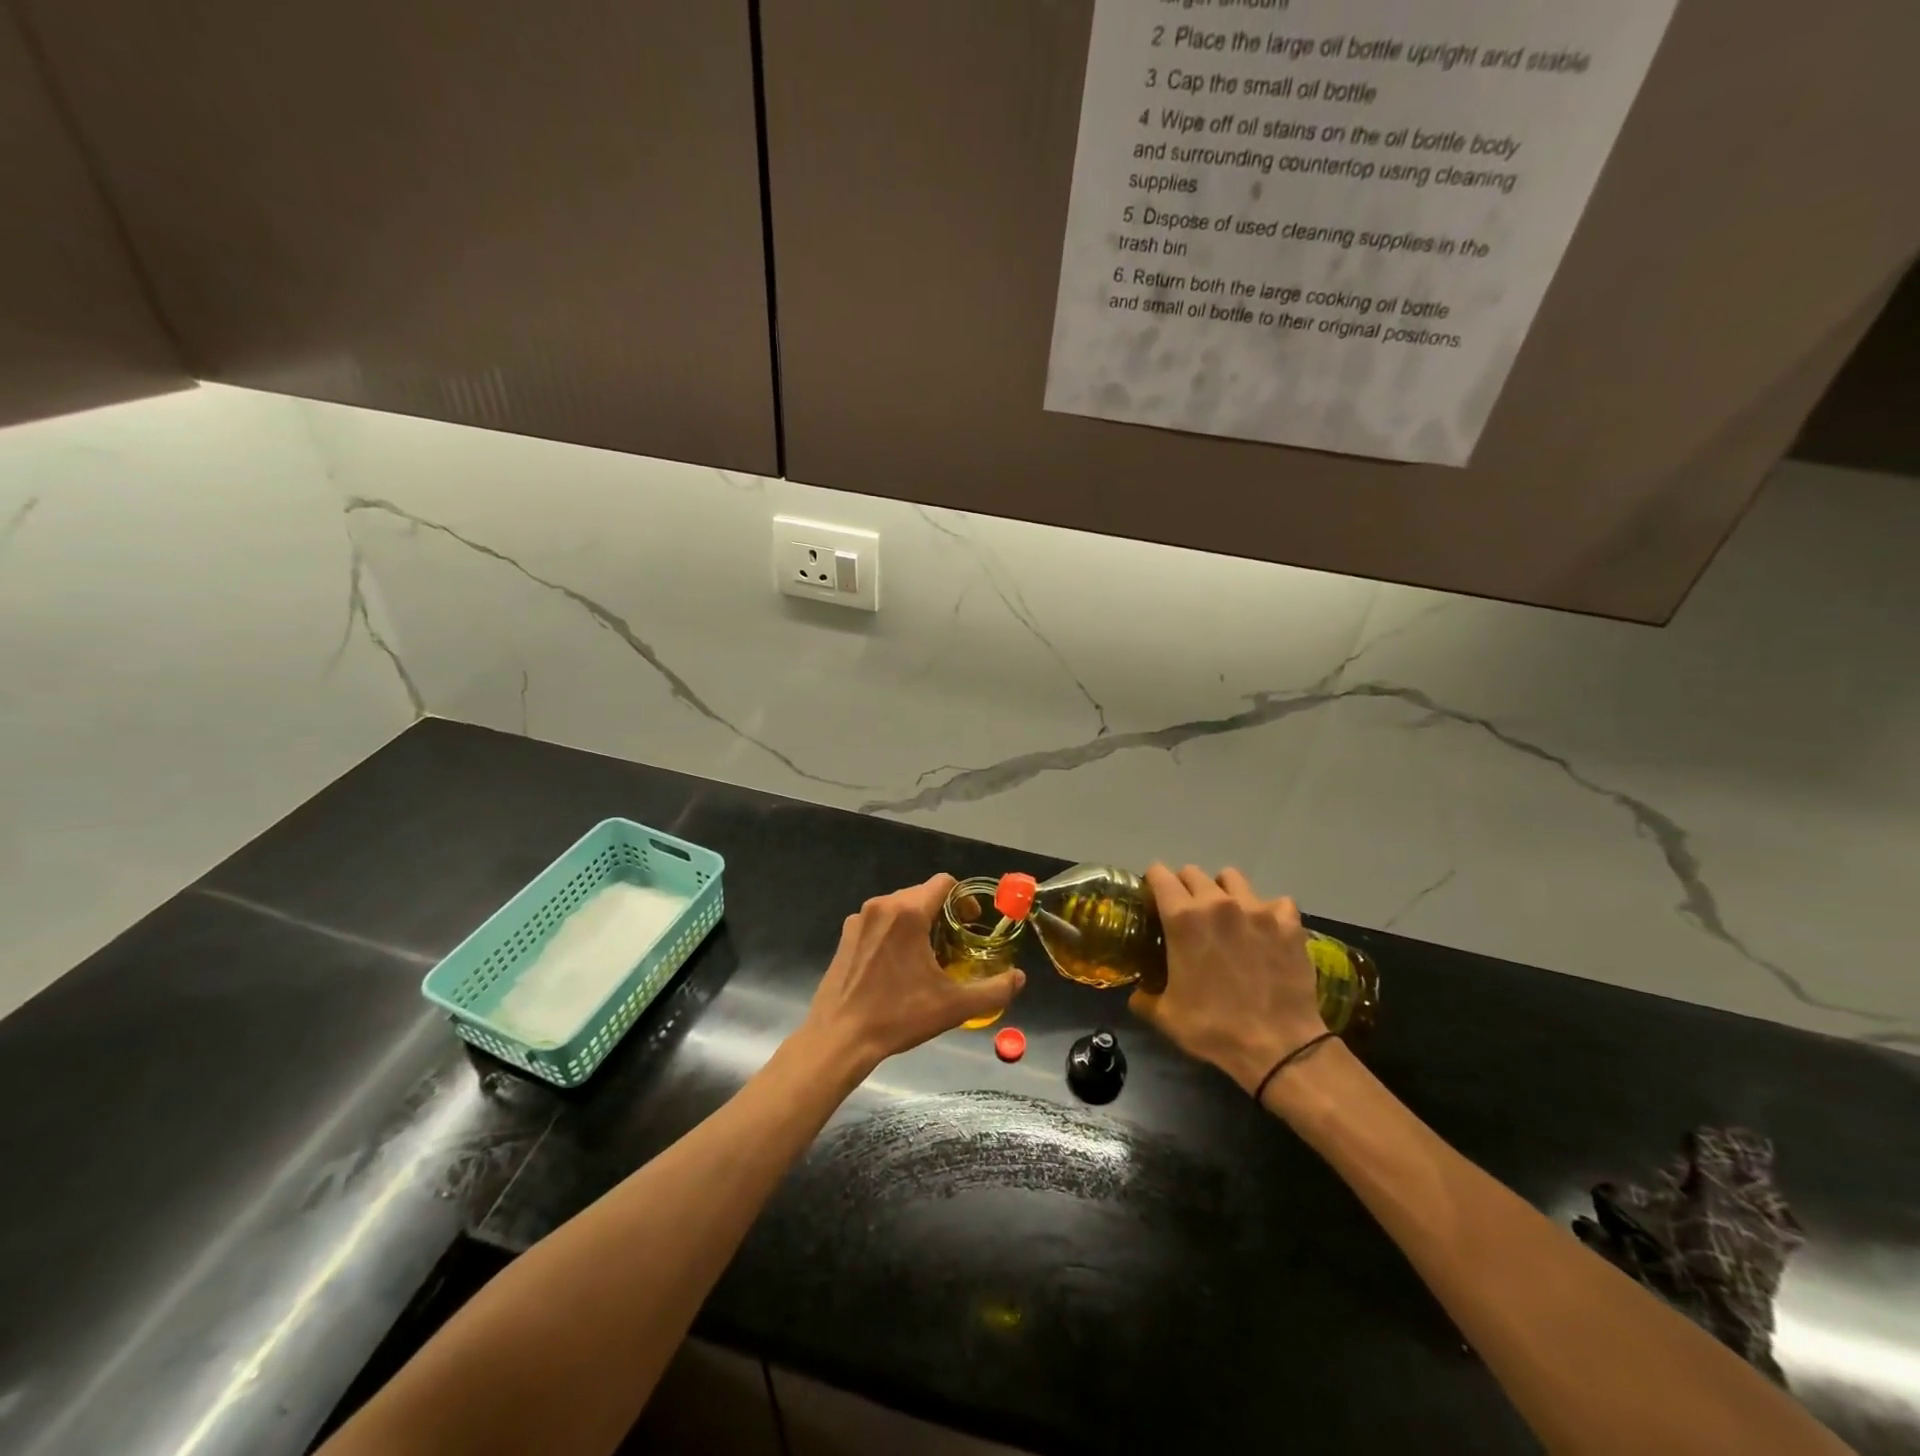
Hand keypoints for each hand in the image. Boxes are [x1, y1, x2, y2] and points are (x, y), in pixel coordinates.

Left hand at [799, 874, 1025, 1073]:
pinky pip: (879, 921)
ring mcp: (859, 919)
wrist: (839, 1038)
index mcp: (908, 912)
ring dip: (919, 922)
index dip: (964, 899)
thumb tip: (1019, 978)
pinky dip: (895, 932)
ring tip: (928, 956)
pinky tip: (898, 965)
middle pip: (922, 894)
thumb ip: (994, 990)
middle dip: (943, 912)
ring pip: (899, 907)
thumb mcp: (953, 1006)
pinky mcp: (845, 935)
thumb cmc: (897, 1016)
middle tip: (954, 944)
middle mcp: (882, 906)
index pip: (944, 883)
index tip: (971, 924)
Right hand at [1128, 865, 1327, 1095]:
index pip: (1159, 874)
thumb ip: (1144, 997)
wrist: (1279, 1047)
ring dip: (1224, 891)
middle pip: (1193, 873)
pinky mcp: (1288, 924)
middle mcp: (1218, 903)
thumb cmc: (1214, 1027)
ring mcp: (1257, 910)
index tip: (1153, 899)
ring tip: (1226, 915)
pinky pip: (1276, 902)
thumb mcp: (1166, 1015)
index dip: (1153, 883)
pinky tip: (1265, 932)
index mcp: (1183, 918)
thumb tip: (1137, 993)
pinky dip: (1268, 912)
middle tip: (1187, 913)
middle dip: (1185, 887)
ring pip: (1233, 878)